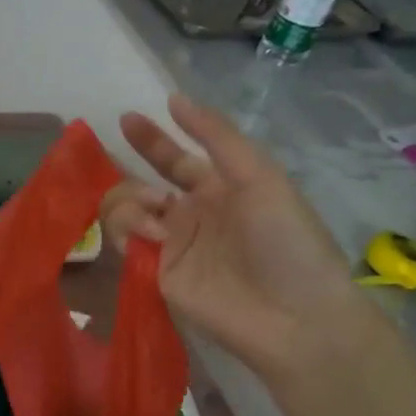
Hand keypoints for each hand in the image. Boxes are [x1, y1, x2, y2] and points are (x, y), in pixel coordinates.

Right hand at [101, 92, 373, 379]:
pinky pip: (124, 242)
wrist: (292, 315)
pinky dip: (128, 230)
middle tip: (125, 161)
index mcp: (220, 189)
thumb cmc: (285, 240)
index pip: (177, 159)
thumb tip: (175, 99)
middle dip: (131, 166)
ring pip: (125, 210)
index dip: (153, 139)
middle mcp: (190, 215)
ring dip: (131, 201)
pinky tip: (152, 236)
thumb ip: (216, 137)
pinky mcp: (155, 274)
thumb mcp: (259, 176)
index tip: (128, 117)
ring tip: (155, 214)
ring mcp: (171, 245)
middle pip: (143, 183)